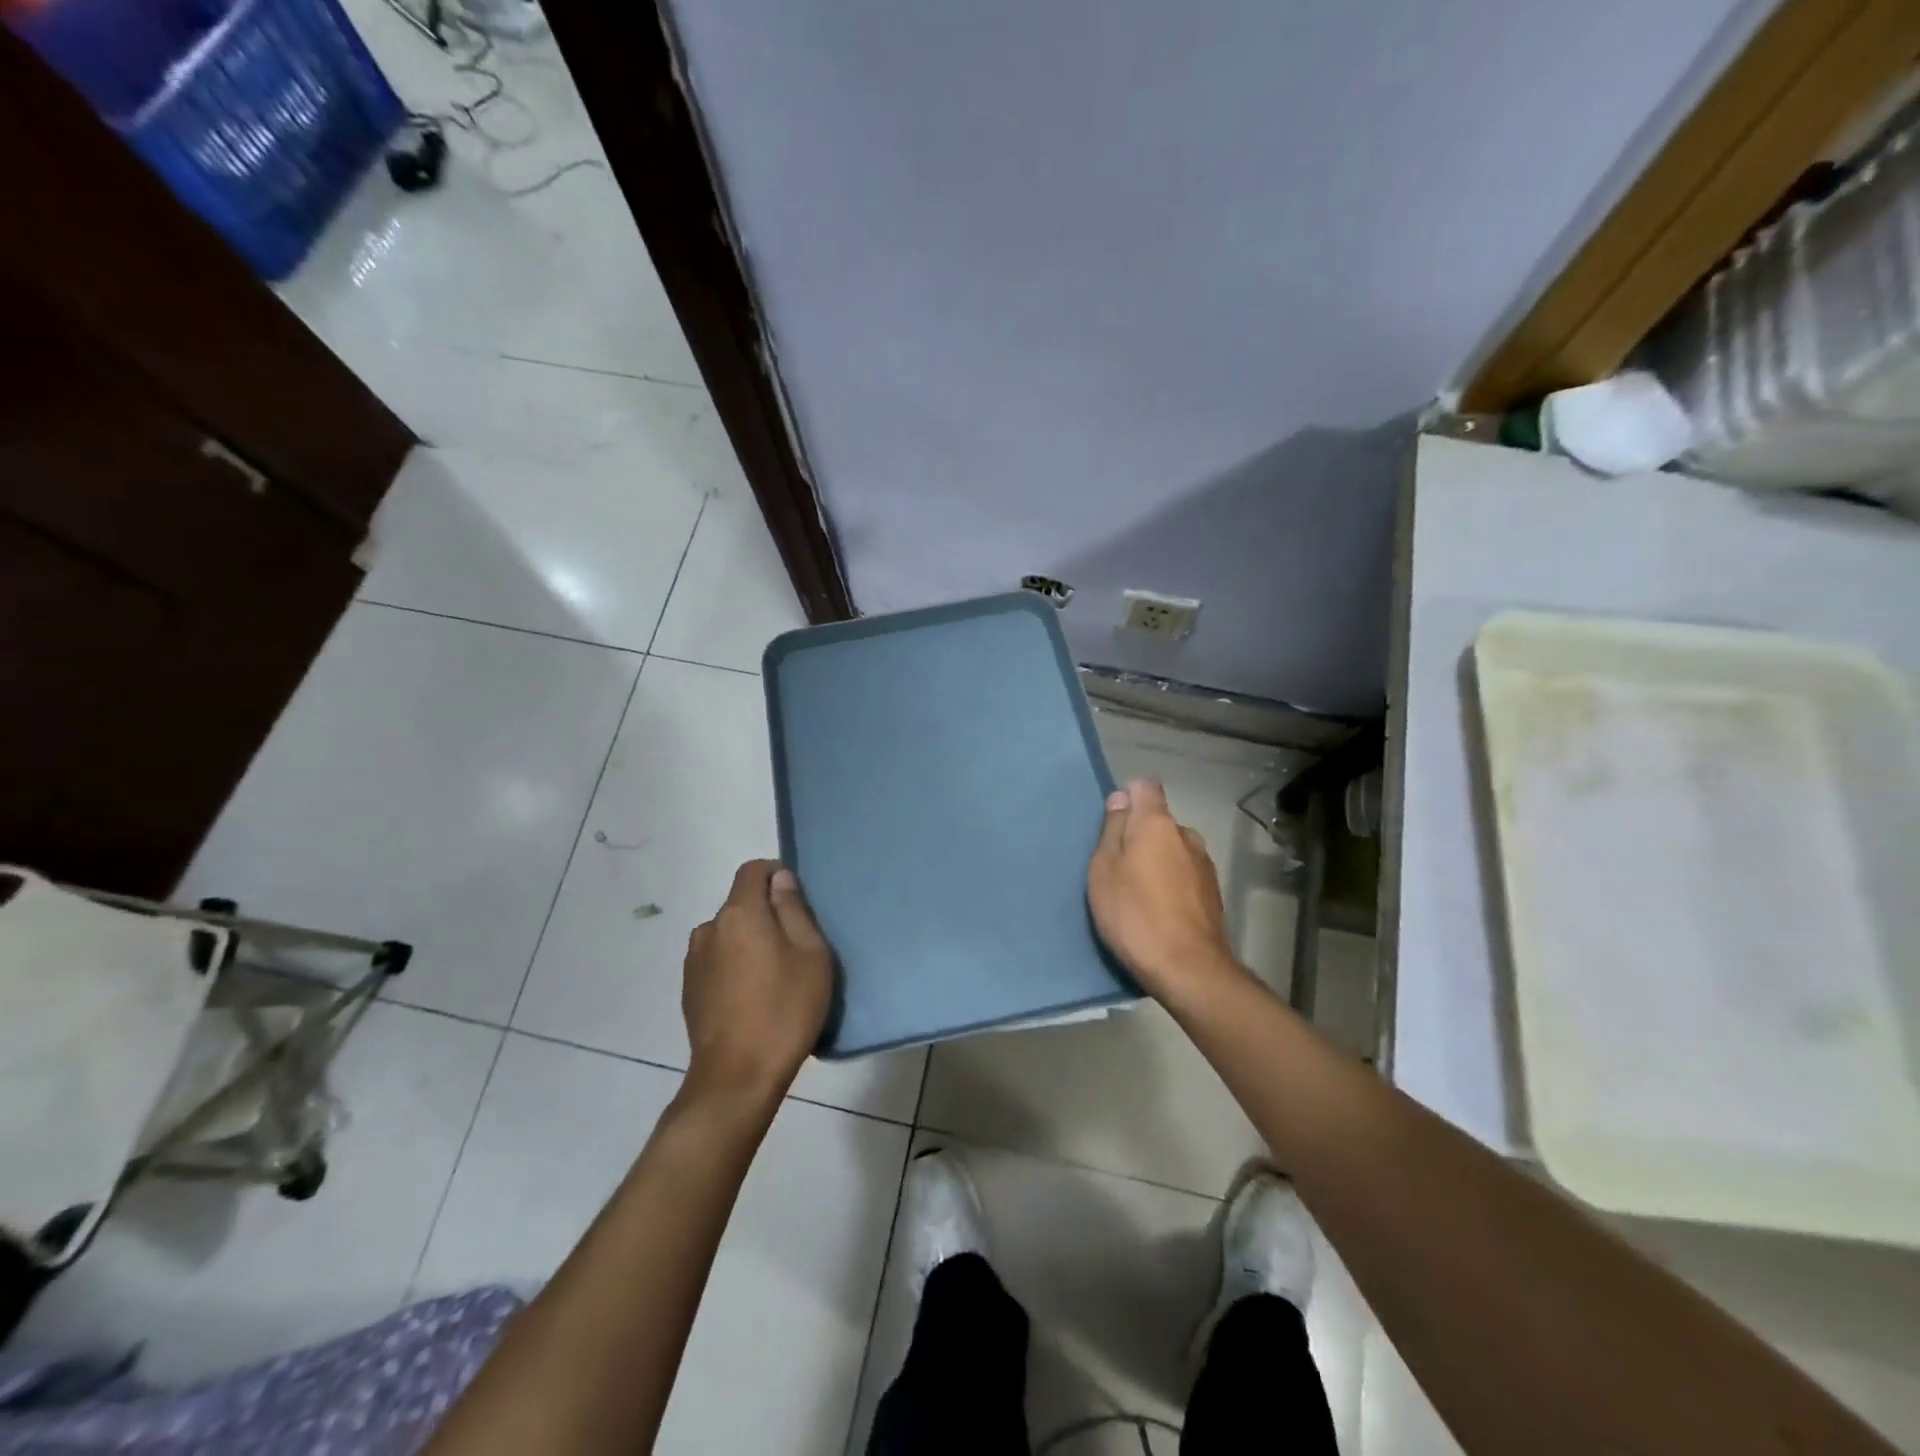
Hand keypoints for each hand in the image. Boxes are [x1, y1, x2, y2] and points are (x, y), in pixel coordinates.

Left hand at [681, 860, 832, 1107]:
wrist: (737, 1077)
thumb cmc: (784, 1009)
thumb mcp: (810, 955)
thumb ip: (794, 910)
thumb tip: (780, 880)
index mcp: (740, 914)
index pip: (753, 870)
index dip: (776, 874)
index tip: (798, 899)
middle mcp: (710, 929)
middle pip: (741, 904)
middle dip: (767, 913)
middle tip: (796, 945)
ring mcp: (694, 961)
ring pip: (729, 933)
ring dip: (749, 941)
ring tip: (774, 975)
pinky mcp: (690, 990)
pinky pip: (718, 960)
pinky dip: (735, 965)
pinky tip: (753, 996)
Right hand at [1088, 779, 1239, 1002]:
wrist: (1187, 969)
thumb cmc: (1134, 914)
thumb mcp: (1104, 870)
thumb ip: (1112, 830)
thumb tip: (1121, 799)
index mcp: (1158, 823)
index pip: (1145, 787)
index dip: (1128, 797)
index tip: (1112, 824)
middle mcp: (1187, 835)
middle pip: (1159, 821)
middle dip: (1140, 835)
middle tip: (1117, 867)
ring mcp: (1205, 865)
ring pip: (1173, 849)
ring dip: (1157, 861)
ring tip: (1139, 894)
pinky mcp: (1213, 894)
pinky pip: (1185, 875)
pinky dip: (1172, 884)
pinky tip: (1159, 911)